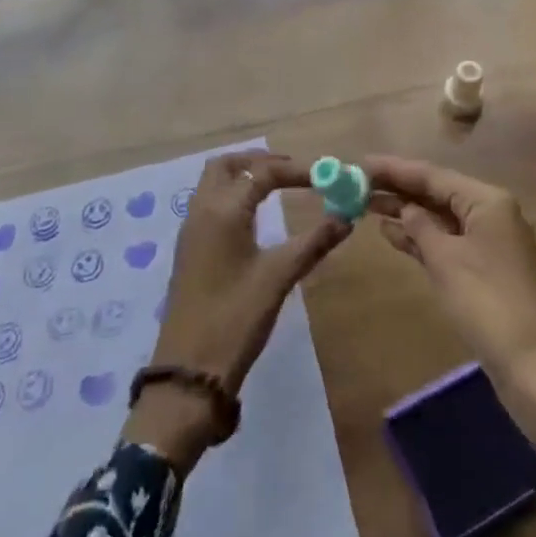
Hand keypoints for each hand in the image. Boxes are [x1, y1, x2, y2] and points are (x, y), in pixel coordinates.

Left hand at [125, 153, 348, 467]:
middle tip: (293, 172)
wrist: (188, 375)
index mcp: (222, 211)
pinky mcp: (189, 250)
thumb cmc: (235, 320)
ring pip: (214, 183)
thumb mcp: (278, 278)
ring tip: (278, 187)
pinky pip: (209, 203)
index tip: (325, 176)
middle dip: (260, 161)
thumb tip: (347, 217)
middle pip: (227, 165)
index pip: (262, 172)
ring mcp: (190, 231)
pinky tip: (255, 216)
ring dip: (244, 175)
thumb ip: (313, 242)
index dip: (296, 170)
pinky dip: (233, 194)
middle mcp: (201, 211)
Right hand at [363, 155, 535, 450]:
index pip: (433, 175)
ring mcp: (489, 241)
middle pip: (437, 192)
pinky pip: (446, 240)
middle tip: (358, 183)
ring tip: (365, 205)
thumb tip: (404, 208)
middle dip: (399, 189)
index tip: (362, 163)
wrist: (532, 366)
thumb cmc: (487, 304)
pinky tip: (391, 233)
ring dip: (406, 212)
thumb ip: (420, 227)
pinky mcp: (484, 267)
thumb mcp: (446, 260)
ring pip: (440, 217)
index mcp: (487, 201)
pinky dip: (421, 237)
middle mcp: (491, 212)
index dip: (396, 169)